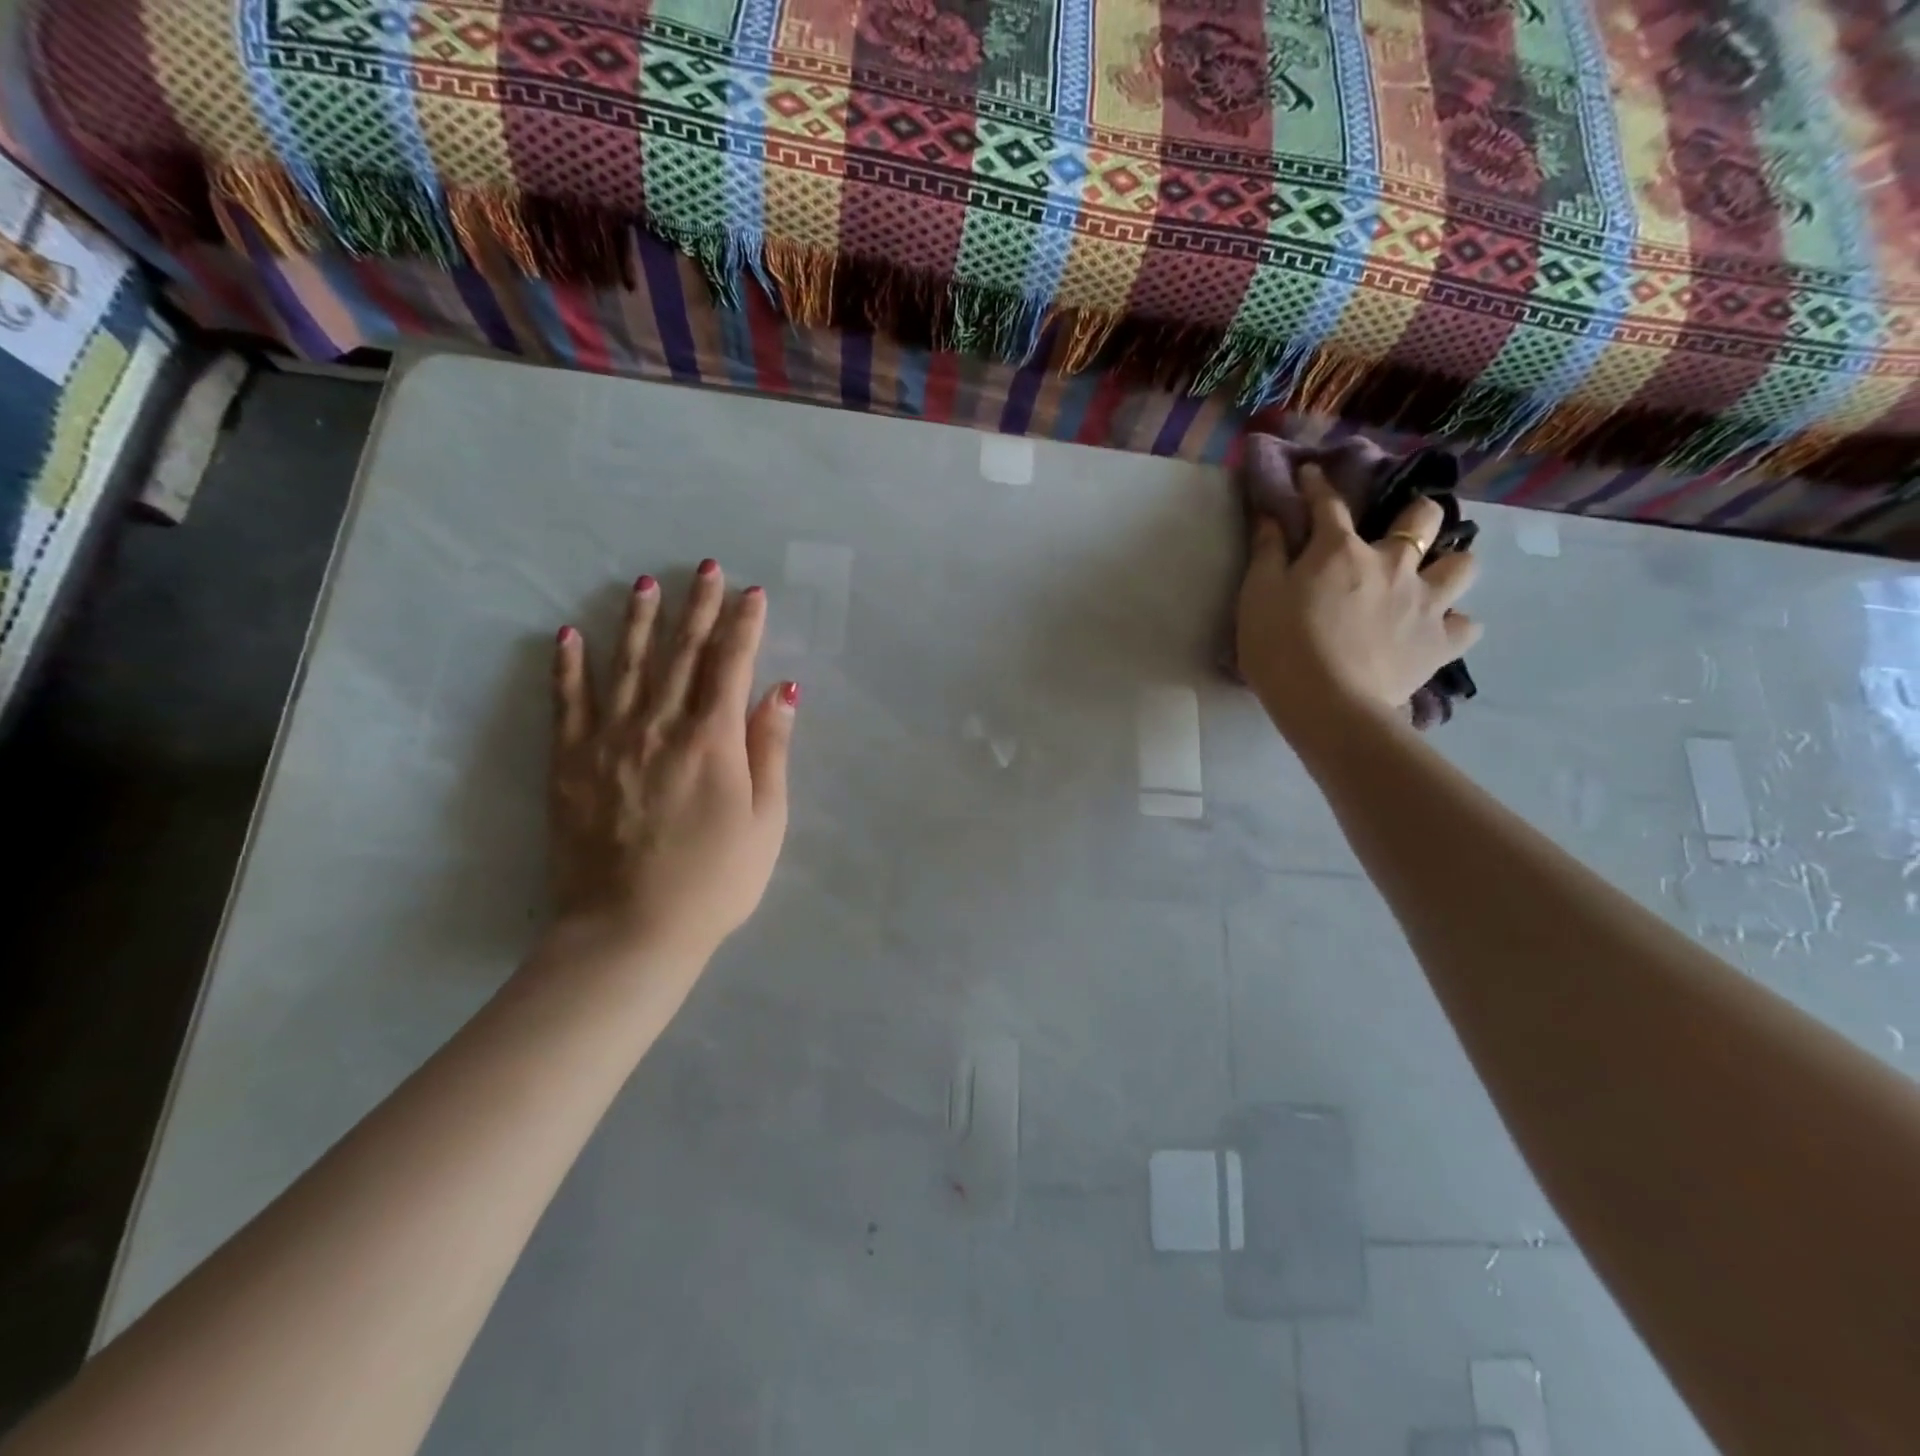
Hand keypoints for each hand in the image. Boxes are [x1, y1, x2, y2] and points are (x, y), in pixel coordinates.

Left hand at [545, 560, 795, 969]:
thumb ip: (770, 750)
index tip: (752, 593)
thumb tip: (783, 692)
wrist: (630, 931)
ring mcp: (609, 741)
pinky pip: (567, 704)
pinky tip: (568, 636)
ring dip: (637, 621)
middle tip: (705, 568)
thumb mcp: (767, 821)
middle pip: (682, 654)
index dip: (744, 625)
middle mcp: (660, 726)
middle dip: (698, 608)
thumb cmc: (715, 881)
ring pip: (626, 666)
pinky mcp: (571, 764)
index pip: (731, 665)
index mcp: (712, 740)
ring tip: (645, 584)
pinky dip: (568, 667)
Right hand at [1237, 464, 1481, 744]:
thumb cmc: (1281, 648)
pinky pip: (1466, 625)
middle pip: (1423, 519)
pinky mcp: (1441, 643)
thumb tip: (1272, 514)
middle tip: (1399, 529)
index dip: (1317, 485)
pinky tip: (1437, 629)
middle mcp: (1393, 564)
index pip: (1329, 504)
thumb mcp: (1256, 596)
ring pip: (1463, 565)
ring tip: (1431, 577)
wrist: (1328, 705)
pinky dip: (1454, 623)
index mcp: (1341, 551)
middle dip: (1415, 514)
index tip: (1310, 474)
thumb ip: (1266, 552)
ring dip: (1450, 564)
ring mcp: (1425, 603)